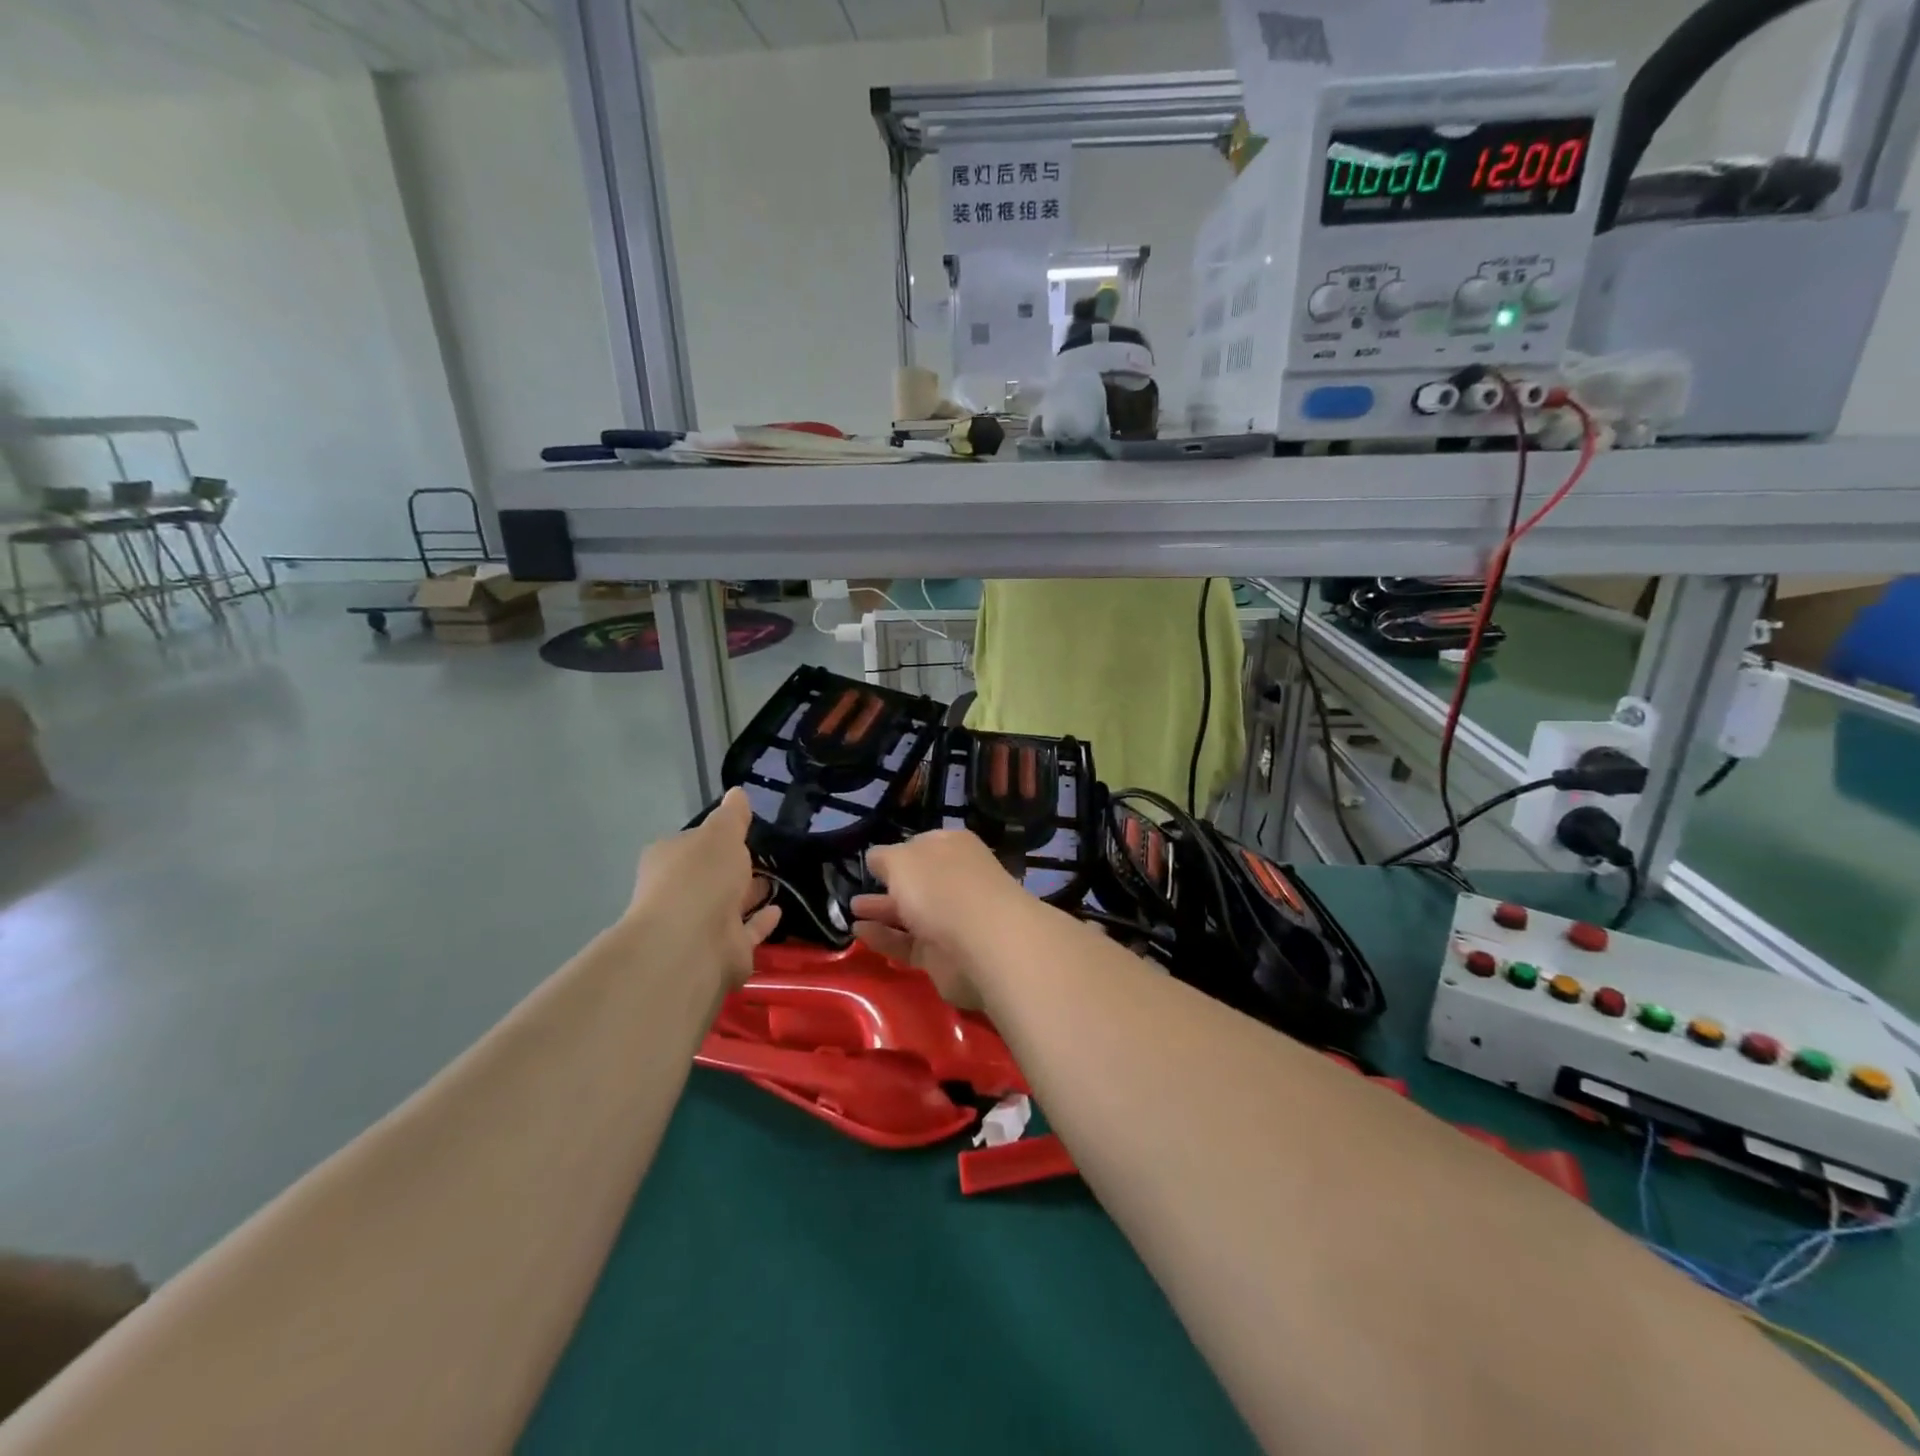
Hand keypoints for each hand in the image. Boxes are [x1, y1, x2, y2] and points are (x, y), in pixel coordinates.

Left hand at [627, 788, 779, 986]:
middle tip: (766, 856)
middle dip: (734, 868)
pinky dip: (760, 922)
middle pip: (710, 876)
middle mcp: (679, 892)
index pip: (692, 842)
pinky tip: (778, 910)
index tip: (744, 832)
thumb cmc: (701, 877)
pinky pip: (745, 931)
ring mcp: (699, 925)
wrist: (692, 944)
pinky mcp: (721, 950)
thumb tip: (737, 793)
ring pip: (728, 905)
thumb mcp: (721, 834)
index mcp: (669, 859)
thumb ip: (732, 817)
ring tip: (778, 881)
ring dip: (748, 895)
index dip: (716, 837)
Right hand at [850, 831, 1030, 1007]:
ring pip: (912, 914)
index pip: (923, 845)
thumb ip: (884, 858)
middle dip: (889, 885)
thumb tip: (876, 858)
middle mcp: (955, 881)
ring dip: (882, 911)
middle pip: (918, 881)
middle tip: (856, 889)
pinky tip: (859, 932)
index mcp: (952, 848)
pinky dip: (885, 938)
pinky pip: (908, 944)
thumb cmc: (940, 886)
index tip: (874, 862)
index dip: (899, 851)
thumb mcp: (901, 860)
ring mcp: (952, 920)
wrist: (983, 945)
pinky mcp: (944, 956)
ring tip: (851, 910)